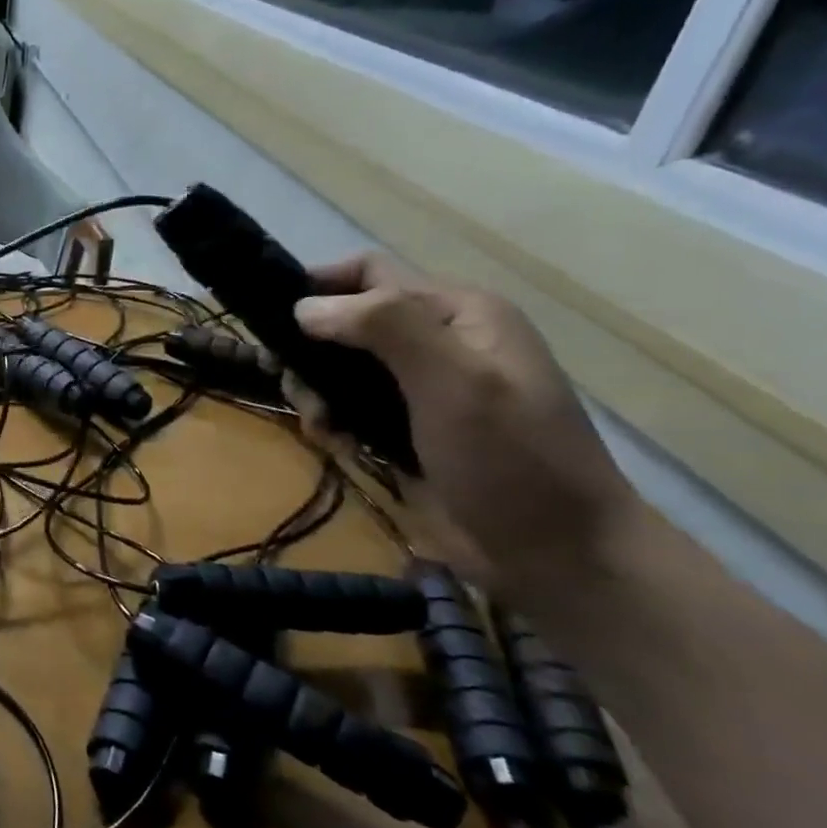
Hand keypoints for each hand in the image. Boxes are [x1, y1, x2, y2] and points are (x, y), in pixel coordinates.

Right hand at [285, 254, 641, 600]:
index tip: (271, 321)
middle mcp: (436, 339)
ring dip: (316, 392)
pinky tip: (338, 445)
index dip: (317, 286)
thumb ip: (385, 328)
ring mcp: (419, 387)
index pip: (369, 273)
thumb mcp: (455, 381)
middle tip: (296, 387)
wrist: (555, 554)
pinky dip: (331, 422)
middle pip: (344, 321)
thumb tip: (303, 307)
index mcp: (458, 312)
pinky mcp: (403, 428)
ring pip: (337, 368)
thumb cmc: (512, 459)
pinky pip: (346, 408)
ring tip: (323, 426)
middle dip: (311, 351)